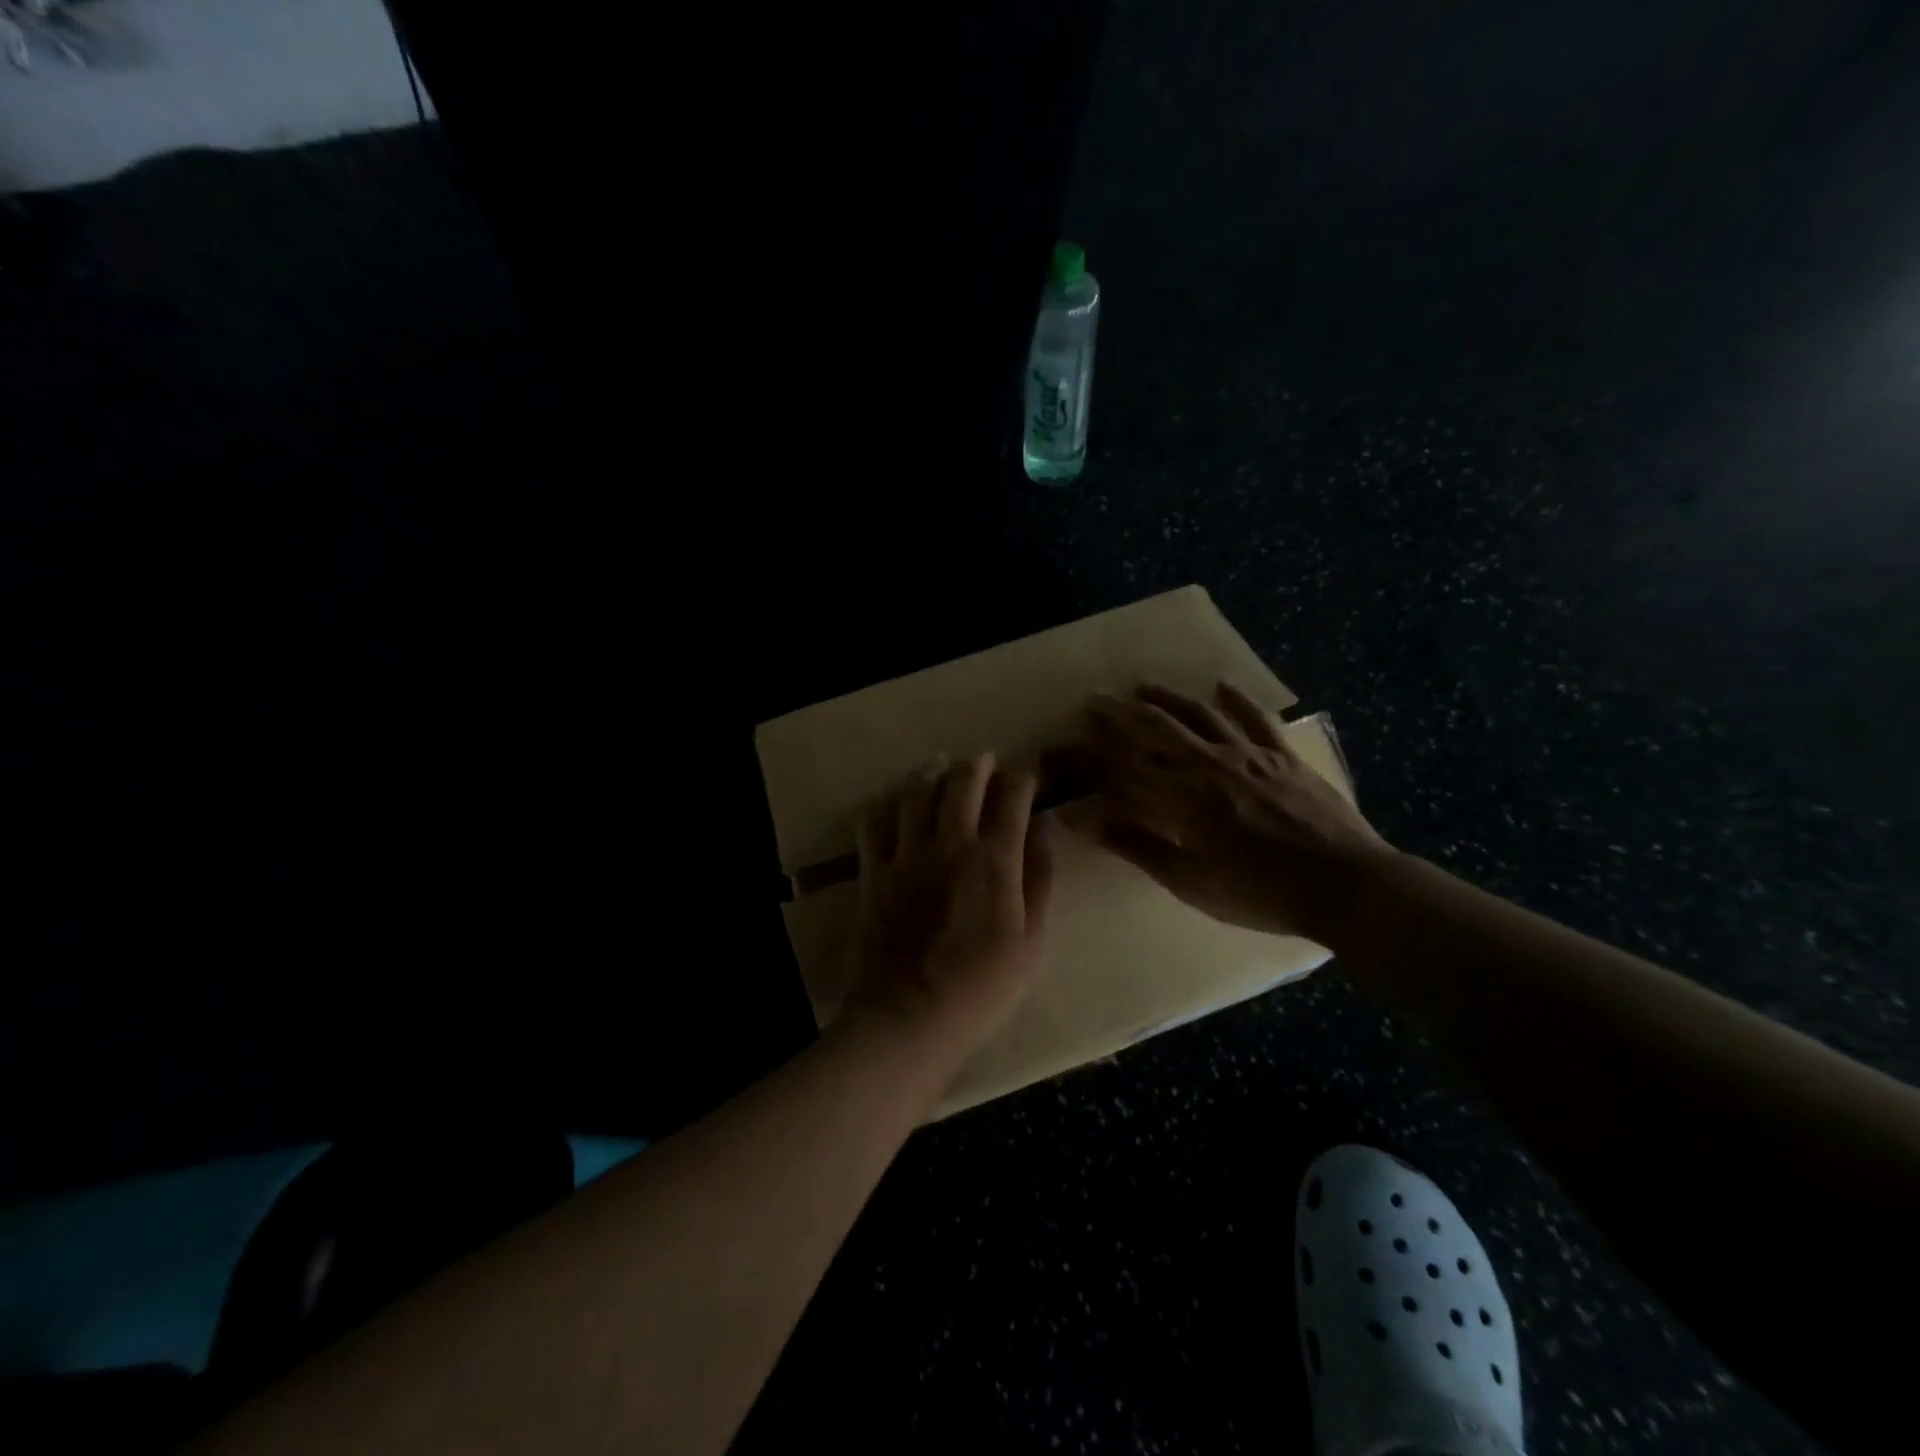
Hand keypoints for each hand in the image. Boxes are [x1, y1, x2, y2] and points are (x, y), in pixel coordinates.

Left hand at [841, 754, 1054, 1050]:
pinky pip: (872, 824)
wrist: (909, 1016)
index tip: (1027, 774)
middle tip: (984, 760)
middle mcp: (950, 843)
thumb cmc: (981, 987)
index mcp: (994, 859)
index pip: (1012, 796)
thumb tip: (1045, 827)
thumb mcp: (1031, 940)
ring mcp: (906, 854)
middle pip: (962, 781)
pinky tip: (891, 807)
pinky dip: (884, 808)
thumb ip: (1039, 878)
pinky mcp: (873, 872)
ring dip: (930, 773)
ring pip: (915, 792)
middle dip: (977, 764)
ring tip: (938, 766)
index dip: (1022, 777)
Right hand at [1082, 683, 1394, 942]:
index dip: (1085, 760)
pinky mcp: (1283, 755)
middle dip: (1118, 715)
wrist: (1345, 885)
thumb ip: (1139, 848)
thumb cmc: (1260, 892)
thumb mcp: (1190, 881)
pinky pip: (1256, 718)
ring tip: (1141, 686)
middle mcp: (1207, 764)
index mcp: (1180, 798)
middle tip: (1093, 701)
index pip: (1120, 771)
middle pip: (1154, 730)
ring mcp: (1248, 754)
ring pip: (1198, 714)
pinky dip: (1237, 700)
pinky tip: (1222, 685)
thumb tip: (1088, 824)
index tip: (1058, 751)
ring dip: (1166, 698)